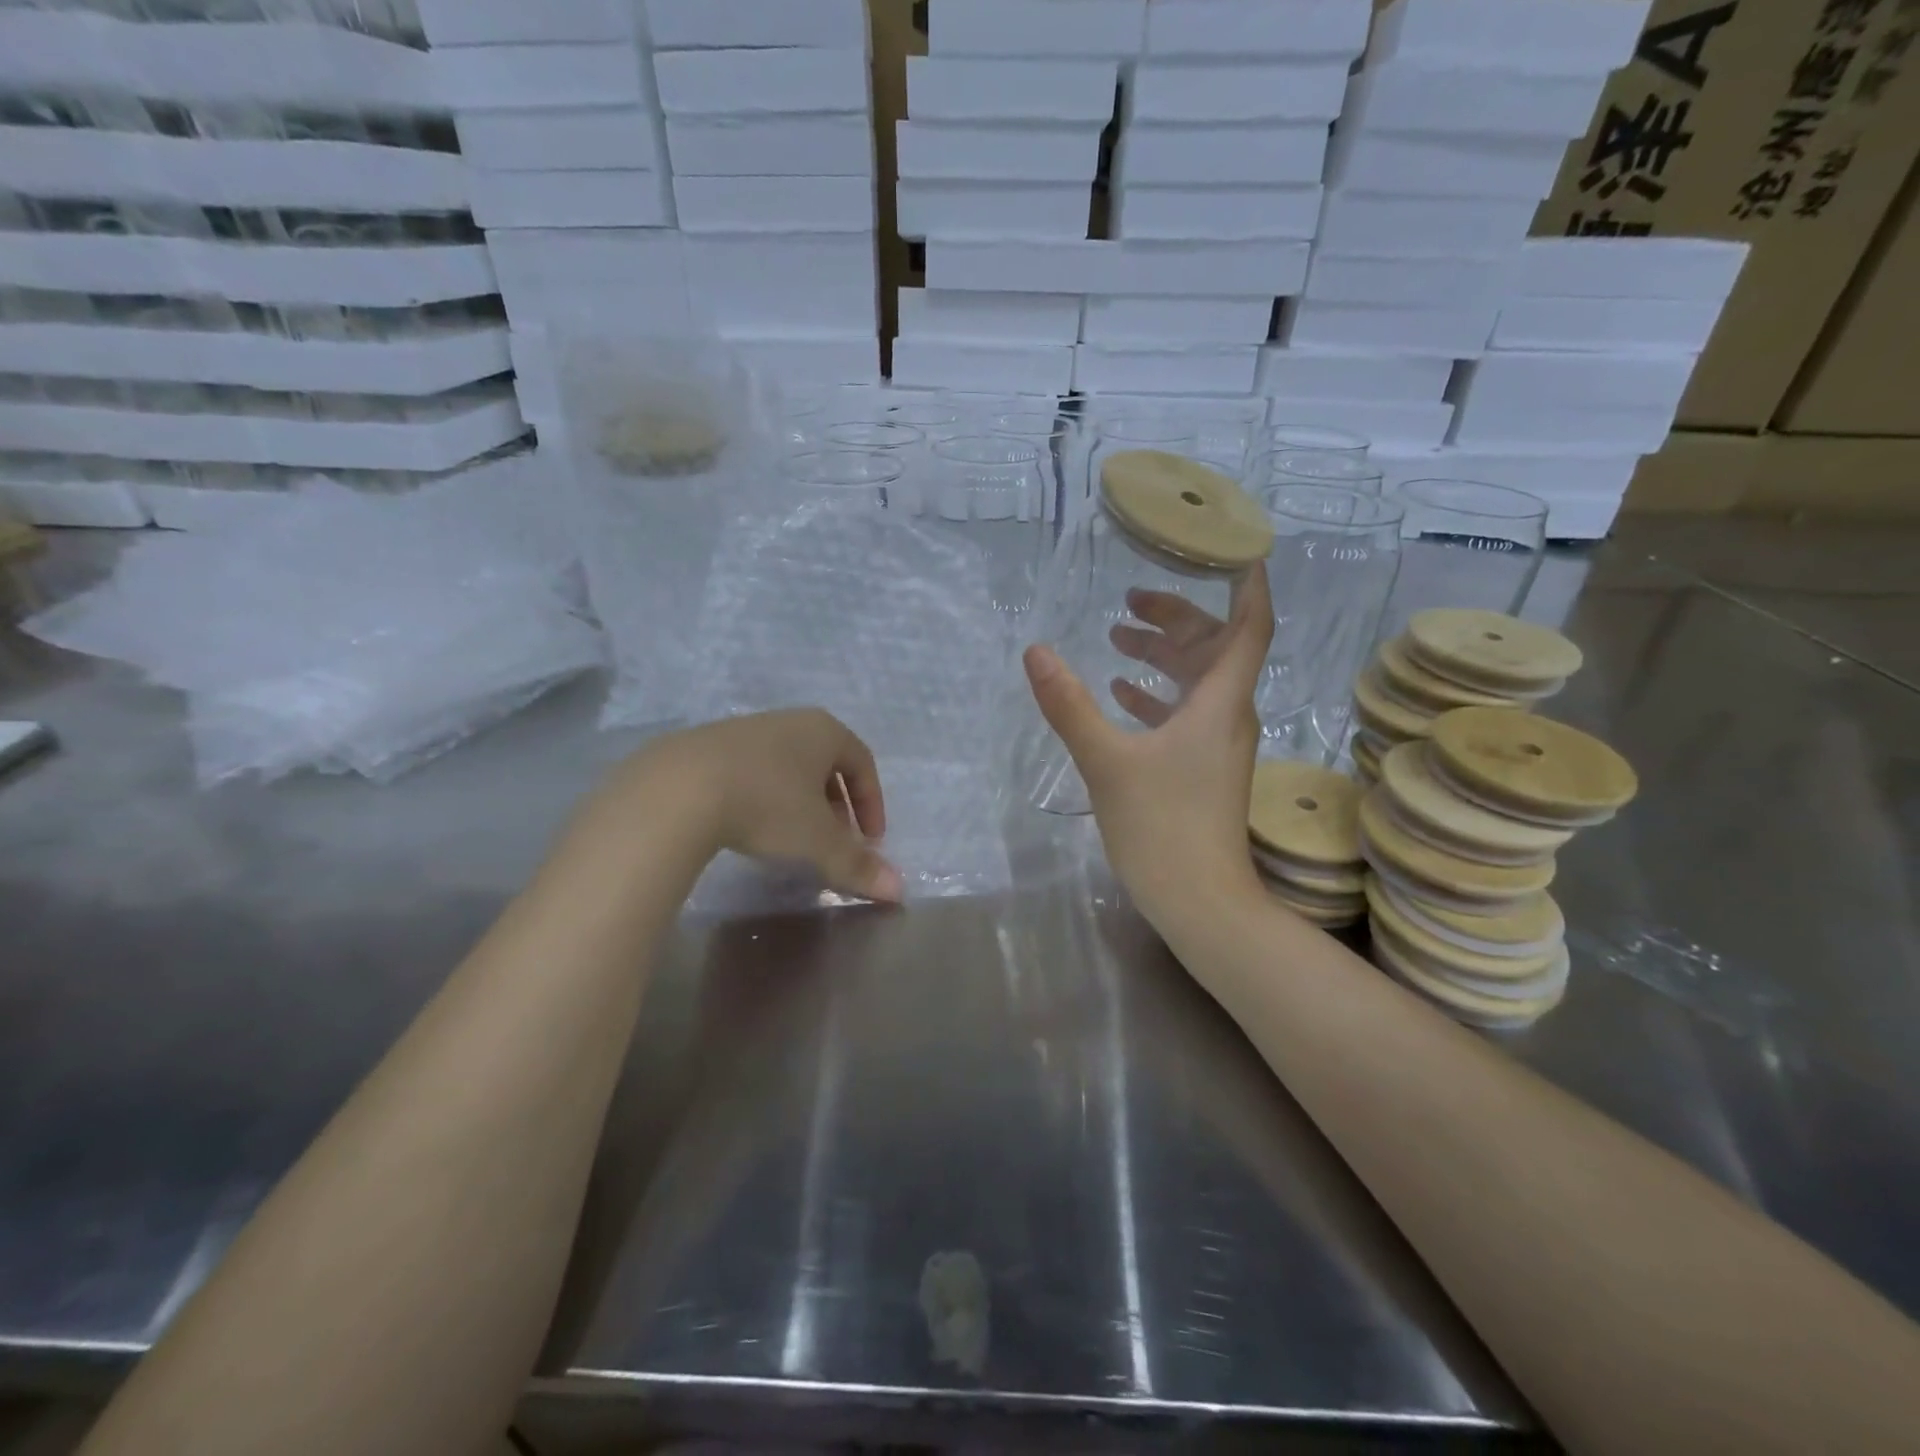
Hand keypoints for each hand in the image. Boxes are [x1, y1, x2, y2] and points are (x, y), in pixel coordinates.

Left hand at [593, 709, 902, 902]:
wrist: (677, 789)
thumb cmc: (766, 805)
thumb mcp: (818, 841)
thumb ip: (857, 865)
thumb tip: (899, 891)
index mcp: (823, 731)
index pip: (863, 763)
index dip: (872, 803)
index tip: (870, 840)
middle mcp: (789, 721)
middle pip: (826, 763)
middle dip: (837, 805)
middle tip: (835, 841)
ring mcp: (745, 729)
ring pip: (788, 766)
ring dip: (800, 802)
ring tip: (792, 838)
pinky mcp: (707, 745)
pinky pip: (752, 770)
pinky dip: (764, 796)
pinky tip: (748, 824)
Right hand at [1024, 567, 1272, 932]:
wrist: (1200, 901)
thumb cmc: (1161, 826)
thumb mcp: (1106, 760)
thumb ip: (1070, 704)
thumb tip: (1036, 652)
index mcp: (1220, 701)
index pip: (1249, 625)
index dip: (1246, 583)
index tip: (1232, 548)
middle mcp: (1228, 714)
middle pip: (1215, 648)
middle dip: (1177, 618)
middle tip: (1132, 598)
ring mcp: (1218, 744)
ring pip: (1198, 682)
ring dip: (1164, 656)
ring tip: (1120, 639)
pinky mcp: (1203, 769)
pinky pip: (1186, 714)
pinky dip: (1158, 695)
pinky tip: (1123, 693)